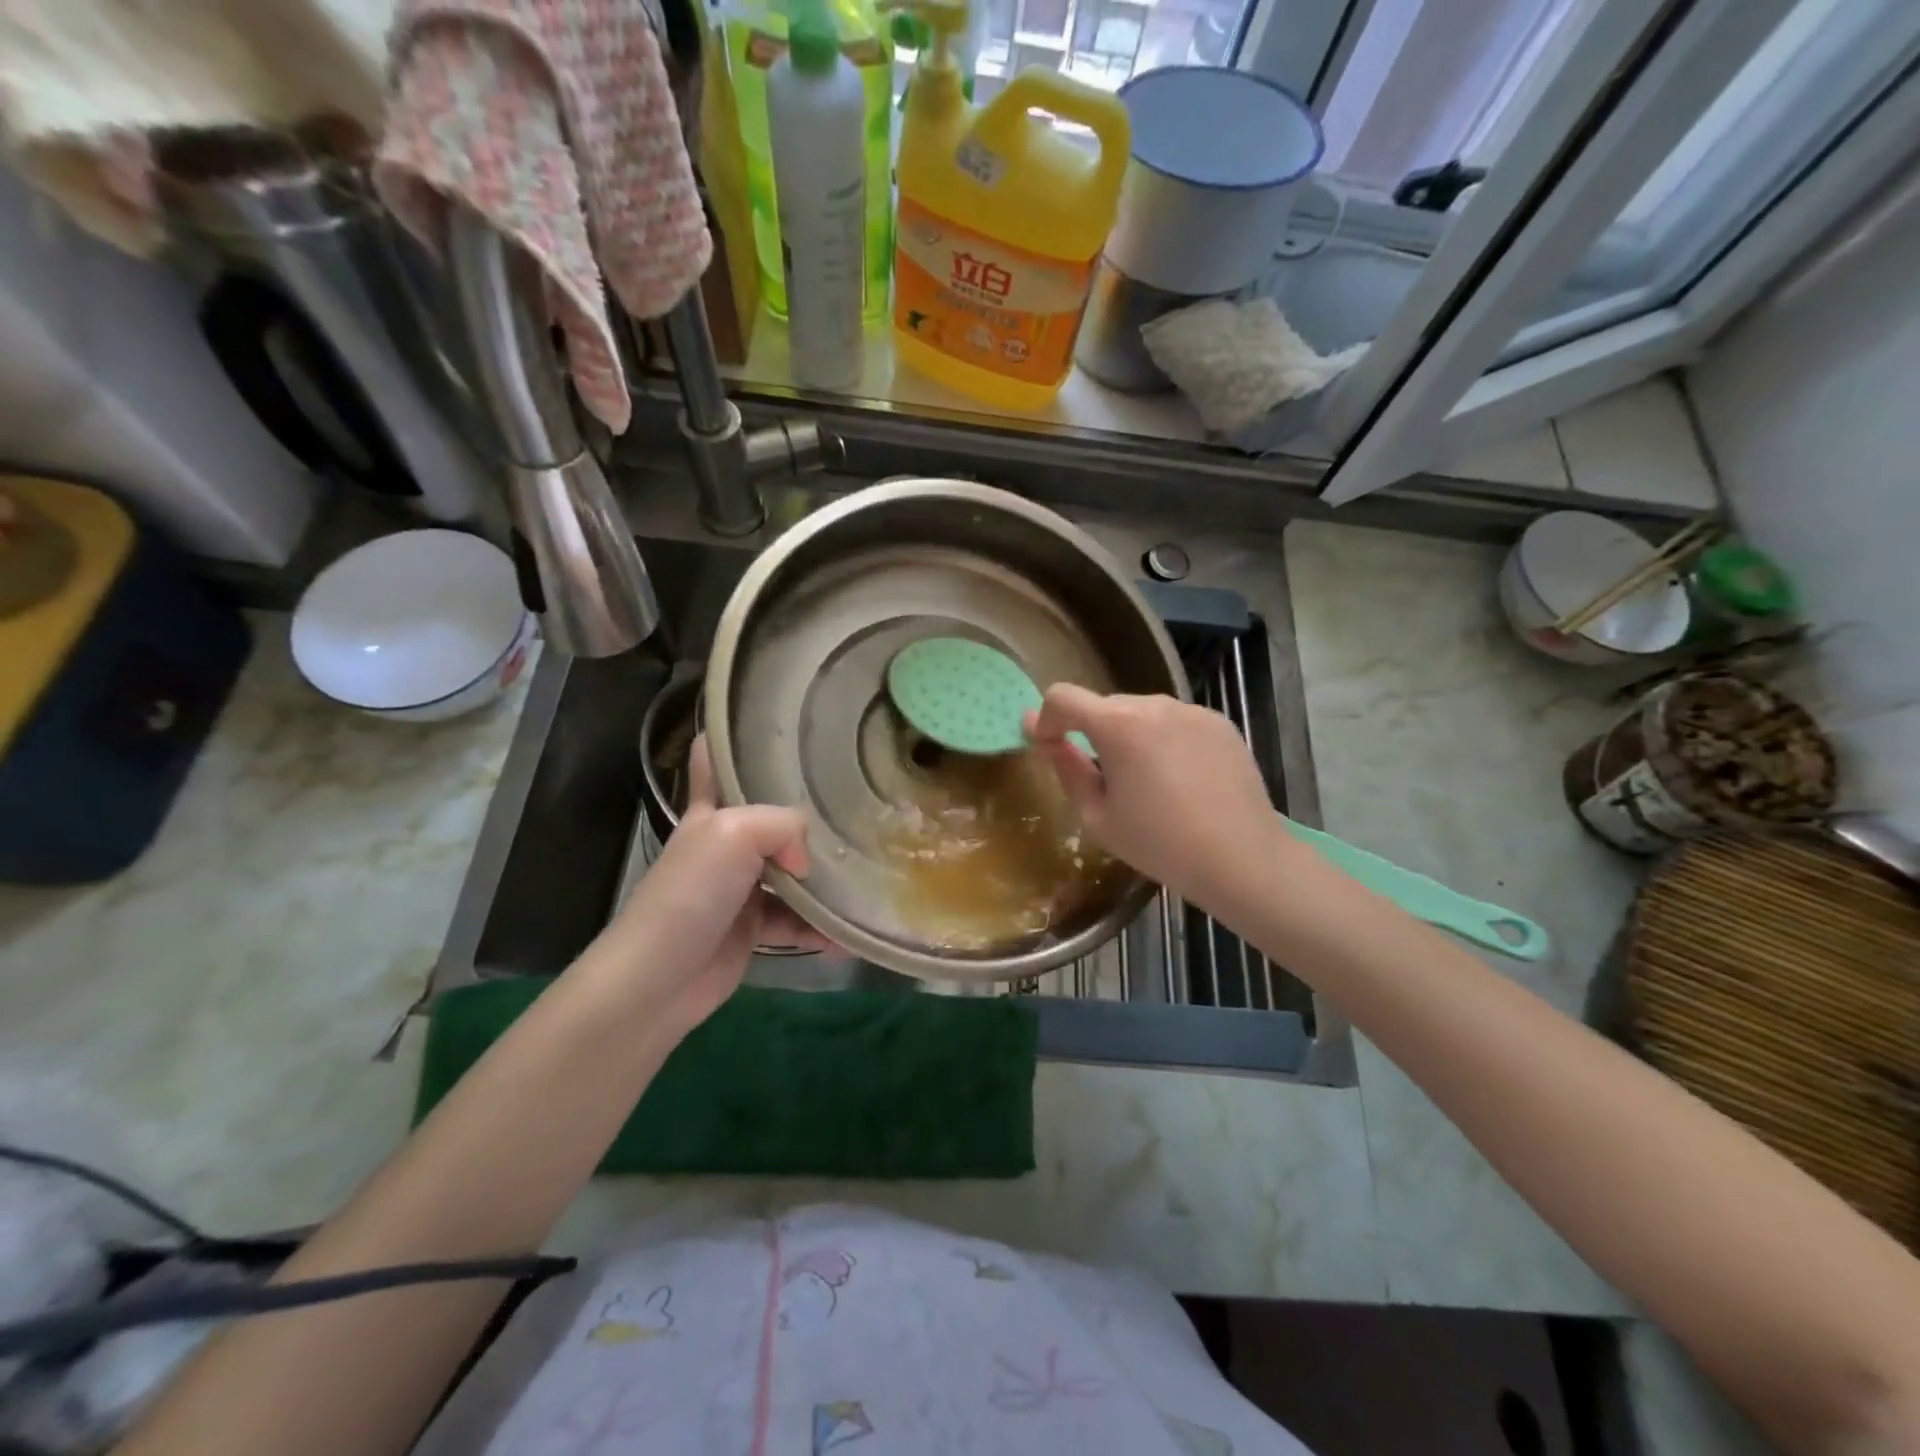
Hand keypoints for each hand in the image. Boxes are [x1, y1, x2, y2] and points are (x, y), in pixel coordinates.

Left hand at [592, 736, 829, 1040]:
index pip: (714, 760)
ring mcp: (740, 887)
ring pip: (791, 872)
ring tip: (866, 878)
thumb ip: (784, 826)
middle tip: (856, 804)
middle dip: (808, 812)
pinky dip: (821, 928)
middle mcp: (726, 844)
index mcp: (713, 811)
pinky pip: (796, 920)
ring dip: (824, 879)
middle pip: (770, 817)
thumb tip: (807, 861)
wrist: (659, 979)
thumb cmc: (691, 894)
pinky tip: (849, 935)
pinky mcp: (753, 928)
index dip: (735, 738)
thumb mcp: (735, 834)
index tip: (776, 726)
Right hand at [1025, 685, 1300, 915]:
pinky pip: (1175, 722)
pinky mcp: (1219, 723)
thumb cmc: (1159, 844)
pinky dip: (1164, 740)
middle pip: (1104, 705)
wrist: (1241, 858)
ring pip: (1142, 712)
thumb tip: (1042, 737)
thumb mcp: (1097, 816)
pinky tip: (1181, 780)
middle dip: (1091, 732)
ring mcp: (1192, 710)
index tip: (1049, 747)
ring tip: (1148, 783)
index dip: (1046, 718)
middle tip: (1102, 778)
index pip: (1063, 697)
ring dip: (1130, 735)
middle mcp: (1154, 704)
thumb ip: (1066, 768)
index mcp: (1118, 725)